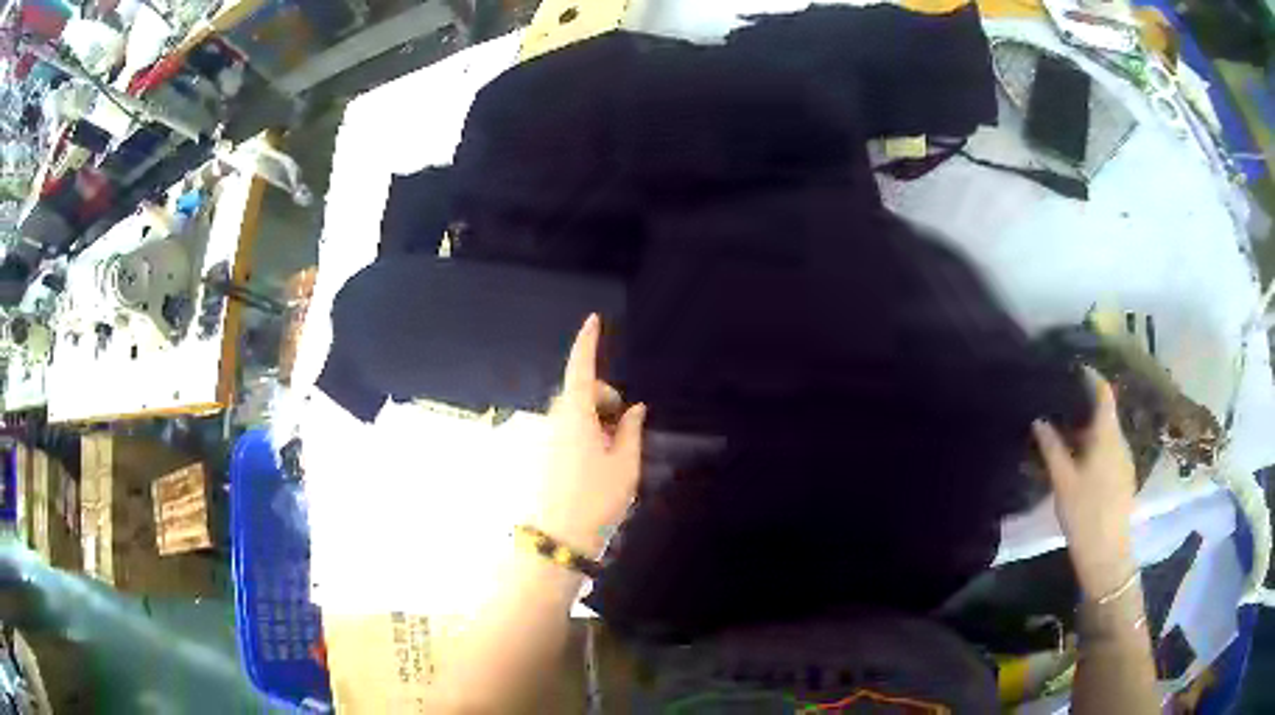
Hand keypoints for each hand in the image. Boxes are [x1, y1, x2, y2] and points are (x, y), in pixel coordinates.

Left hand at [534, 315, 645, 556]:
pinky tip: (593, 465)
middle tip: (623, 428)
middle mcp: (553, 420)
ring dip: (594, 419)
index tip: (593, 320)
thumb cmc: (596, 498)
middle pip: (581, 392)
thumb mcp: (625, 465)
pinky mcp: (539, 455)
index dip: (588, 342)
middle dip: (604, 398)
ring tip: (611, 453)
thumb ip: (631, 431)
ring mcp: (543, 438)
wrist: (556, 538)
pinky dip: (581, 435)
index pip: (581, 368)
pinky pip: (564, 431)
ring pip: (573, 413)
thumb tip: (635, 409)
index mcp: (575, 415)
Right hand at [1033, 370, 1137, 599]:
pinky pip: (1111, 449)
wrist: (1106, 553)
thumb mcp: (1063, 481)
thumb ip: (1052, 447)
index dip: (1091, 376)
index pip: (1104, 392)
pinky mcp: (1125, 476)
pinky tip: (1082, 460)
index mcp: (1107, 435)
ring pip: (1108, 432)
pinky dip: (1097, 444)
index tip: (1074, 368)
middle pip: (1106, 412)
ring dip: (1091, 427)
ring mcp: (1125, 459)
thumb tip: (1040, 419)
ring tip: (1068, 432)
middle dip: (1086, 404)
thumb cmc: (1084, 513)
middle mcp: (1120, 441)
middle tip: (1062, 405)